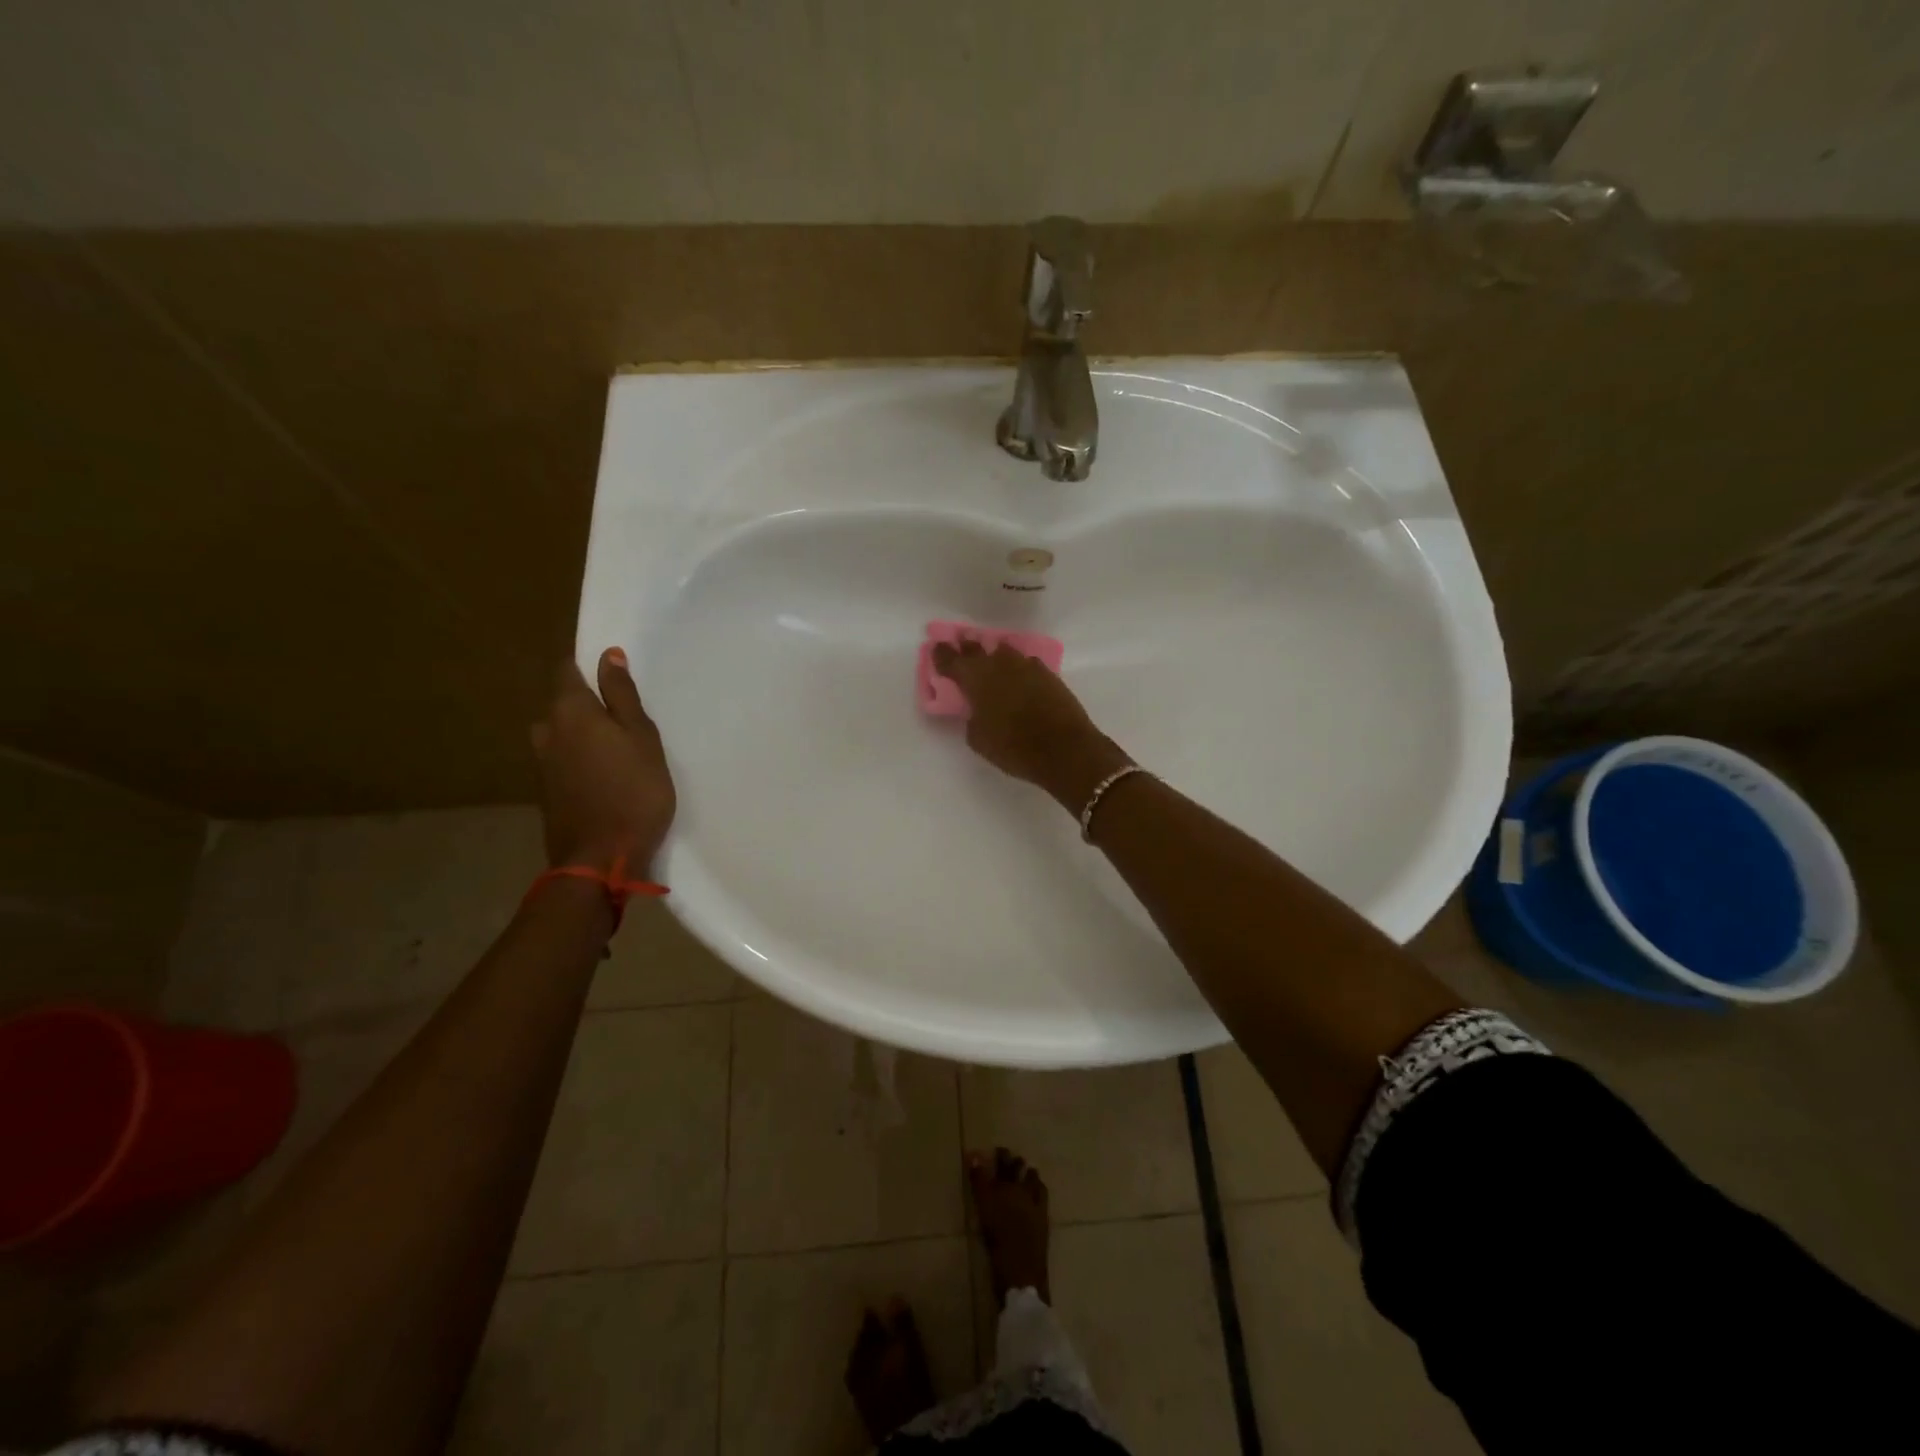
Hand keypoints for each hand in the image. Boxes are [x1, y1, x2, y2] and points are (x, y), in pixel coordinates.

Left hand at [530, 649, 676, 872]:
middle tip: (624, 718)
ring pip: (561, 734)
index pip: (567, 671)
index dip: (587, 665)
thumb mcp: (642, 737)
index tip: (612, 672)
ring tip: (616, 748)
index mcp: (570, 711)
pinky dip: (580, 759)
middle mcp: (547, 731)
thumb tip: (608, 655)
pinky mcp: (547, 791)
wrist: (601, 858)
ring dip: (583, 734)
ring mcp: (542, 764)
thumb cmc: (634, 791)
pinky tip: (605, 774)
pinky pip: (562, 760)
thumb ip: (622, 695)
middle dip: (587, 703)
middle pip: (563, 704)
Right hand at [932, 640, 1130, 809]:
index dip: (942, 654)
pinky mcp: (1048, 674)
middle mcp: (998, 664)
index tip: (937, 648)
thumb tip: (978, 711)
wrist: (1064, 748)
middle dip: (967, 648)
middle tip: (961, 645)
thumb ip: (972, 718)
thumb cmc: (1013, 747)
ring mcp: (1026, 666)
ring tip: (991, 659)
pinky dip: (1017, 668)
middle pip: (977, 648)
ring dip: (994, 655)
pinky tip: (1018, 675)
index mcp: (975, 678)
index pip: (951, 660)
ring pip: (1004, 652)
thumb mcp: (979, 739)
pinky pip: (1025, 664)